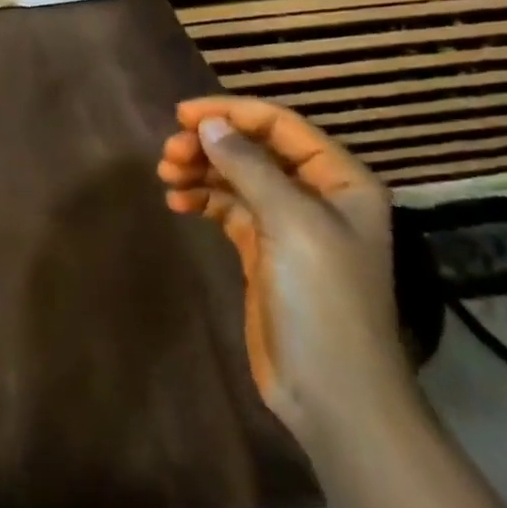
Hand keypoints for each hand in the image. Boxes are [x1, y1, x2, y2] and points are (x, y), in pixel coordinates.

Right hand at [158, 97, 408, 442]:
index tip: (183, 115)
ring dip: (201, 169)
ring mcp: (289, 225)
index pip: (280, 126)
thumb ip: (249, 166)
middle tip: (169, 153)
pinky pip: (228, 208)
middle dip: (211, 144)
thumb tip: (209, 124)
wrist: (333, 394)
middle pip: (254, 149)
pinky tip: (177, 202)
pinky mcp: (263, 251)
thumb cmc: (323, 299)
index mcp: (340, 181)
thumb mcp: (291, 223)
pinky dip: (202, 199)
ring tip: (166, 174)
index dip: (231, 113)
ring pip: (237, 177)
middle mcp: (316, 196)